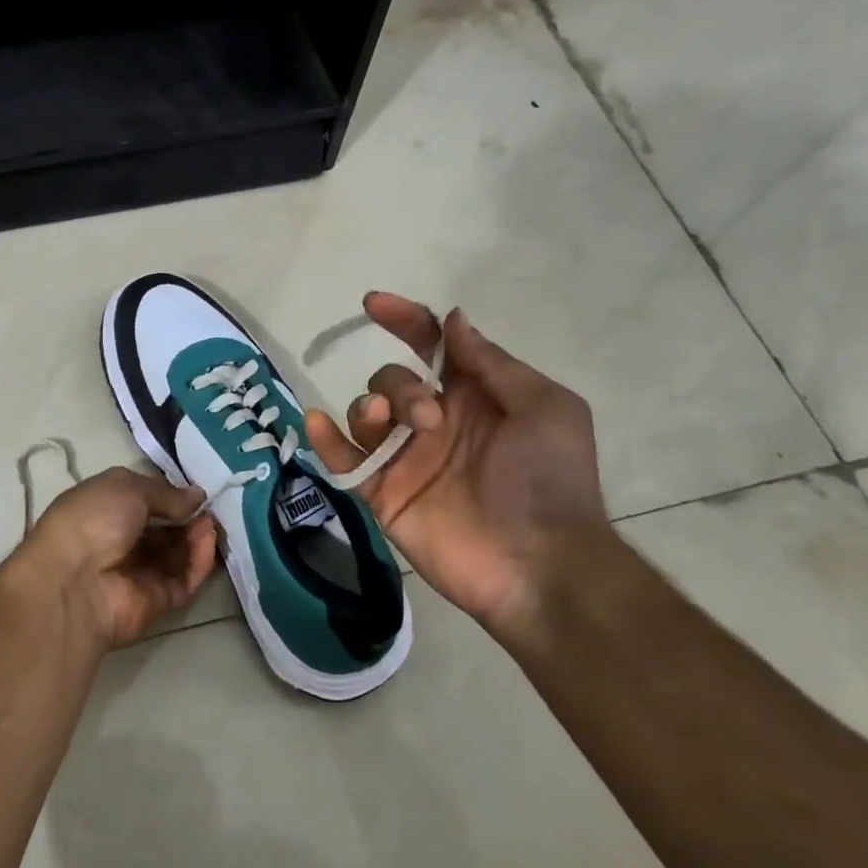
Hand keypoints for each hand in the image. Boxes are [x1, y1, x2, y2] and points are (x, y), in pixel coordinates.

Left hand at [15, 467, 219, 649]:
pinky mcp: (157, 602)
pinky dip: (199, 561)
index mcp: (106, 511)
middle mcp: (122, 543)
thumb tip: (197, 496)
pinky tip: (208, 541)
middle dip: (189, 518)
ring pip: (178, 556)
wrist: (72, 582)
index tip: (197, 491)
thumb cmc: (92, 520)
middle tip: (212, 508)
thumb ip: (166, 493)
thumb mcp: (127, 488)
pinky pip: (184, 580)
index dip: (171, 496)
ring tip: (212, 523)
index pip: (144, 502)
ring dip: (197, 537)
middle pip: (164, 531)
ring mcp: (140, 574)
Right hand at [305, 293, 612, 635]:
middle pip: (392, 379)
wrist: (540, 564)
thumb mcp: (543, 408)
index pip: (430, 347)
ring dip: (368, 407)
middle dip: (400, 386)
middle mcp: (434, 423)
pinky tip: (317, 423)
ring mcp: (405, 459)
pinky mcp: (382, 494)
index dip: (404, 320)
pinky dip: (323, 440)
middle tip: (429, 419)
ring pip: (364, 413)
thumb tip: (452, 319)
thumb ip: (492, 364)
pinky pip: (343, 460)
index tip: (373, 304)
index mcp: (473, 398)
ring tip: (387, 427)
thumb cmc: (550, 480)